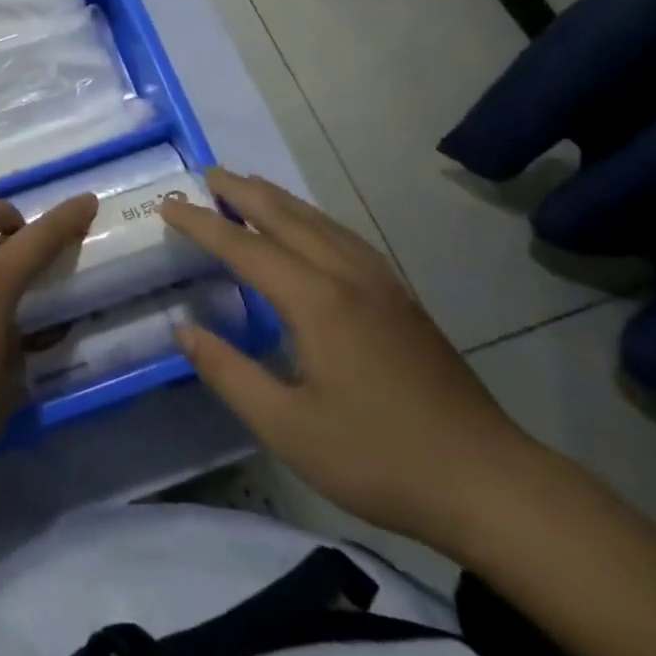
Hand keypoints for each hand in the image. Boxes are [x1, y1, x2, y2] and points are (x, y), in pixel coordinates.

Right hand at [160, 169, 544, 552]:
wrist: (487, 481)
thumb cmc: (379, 458)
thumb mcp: (288, 427)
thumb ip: (229, 373)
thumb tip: (183, 330)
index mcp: (316, 300)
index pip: (244, 248)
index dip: (202, 225)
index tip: (168, 206)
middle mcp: (346, 275)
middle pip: (285, 216)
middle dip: (241, 192)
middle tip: (206, 174)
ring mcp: (379, 282)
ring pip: (318, 220)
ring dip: (277, 198)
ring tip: (246, 185)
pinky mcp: (400, 296)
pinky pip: (343, 235)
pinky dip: (311, 217)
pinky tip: (308, 226)